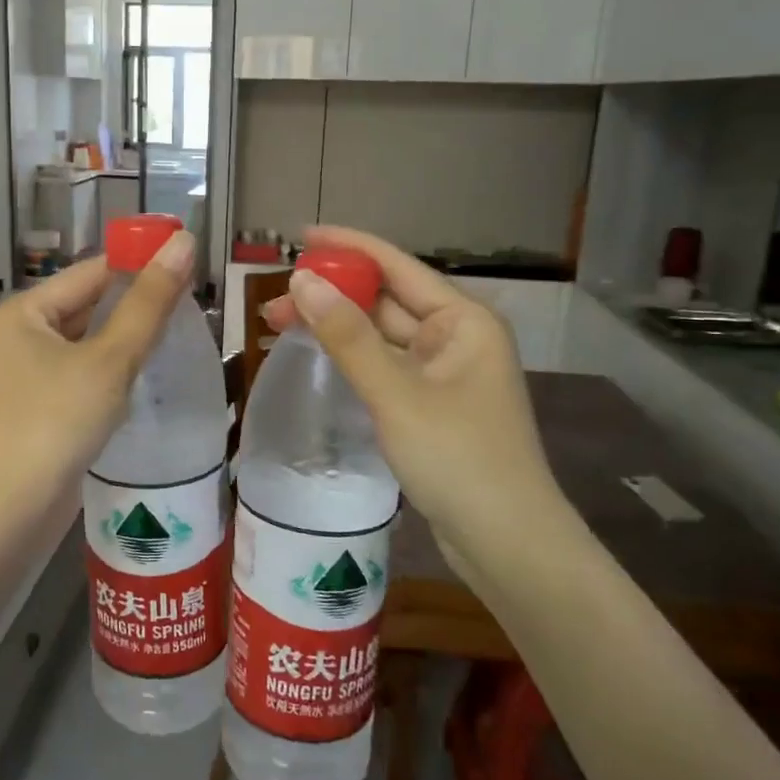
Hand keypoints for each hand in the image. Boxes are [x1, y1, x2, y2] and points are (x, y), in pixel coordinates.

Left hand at [0, 230, 194, 521]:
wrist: (12, 509)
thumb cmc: (57, 422)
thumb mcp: (110, 359)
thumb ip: (149, 303)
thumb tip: (184, 242)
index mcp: (22, 311)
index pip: (91, 272)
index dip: (139, 265)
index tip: (189, 266)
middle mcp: (18, 334)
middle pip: (88, 305)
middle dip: (136, 305)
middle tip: (192, 306)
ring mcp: (25, 372)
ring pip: (87, 341)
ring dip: (127, 339)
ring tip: (179, 336)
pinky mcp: (39, 404)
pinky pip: (82, 371)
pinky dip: (113, 369)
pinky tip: (147, 374)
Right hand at [262, 226, 563, 548]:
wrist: (505, 542)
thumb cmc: (458, 459)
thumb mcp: (396, 394)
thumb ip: (348, 337)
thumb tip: (301, 281)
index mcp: (463, 320)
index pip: (397, 266)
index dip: (348, 247)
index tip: (300, 236)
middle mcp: (456, 337)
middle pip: (385, 300)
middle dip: (332, 294)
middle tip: (274, 298)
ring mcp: (443, 373)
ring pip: (381, 336)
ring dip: (336, 327)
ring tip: (279, 324)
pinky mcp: (430, 404)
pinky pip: (384, 366)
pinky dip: (351, 358)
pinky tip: (317, 355)